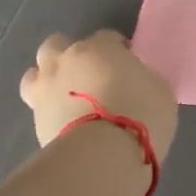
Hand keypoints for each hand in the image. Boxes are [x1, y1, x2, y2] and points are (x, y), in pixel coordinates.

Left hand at [20, 30, 178, 161]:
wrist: (103, 157)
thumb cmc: (141, 116)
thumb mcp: (159, 89)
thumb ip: (141, 77)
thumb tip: (134, 79)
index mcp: (98, 48)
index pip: (107, 37)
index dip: (117, 49)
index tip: (128, 66)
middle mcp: (66, 62)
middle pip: (58, 44)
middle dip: (70, 55)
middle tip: (90, 75)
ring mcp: (45, 91)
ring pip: (35, 75)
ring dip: (49, 81)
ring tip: (67, 98)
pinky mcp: (35, 122)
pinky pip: (39, 109)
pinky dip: (50, 112)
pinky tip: (67, 125)